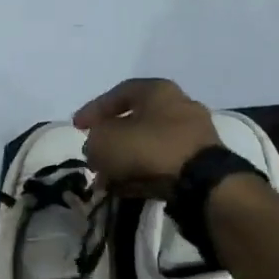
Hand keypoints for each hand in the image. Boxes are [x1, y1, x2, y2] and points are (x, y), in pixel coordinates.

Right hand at [74, 78, 217, 195]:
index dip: (94, 110)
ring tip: (106, 179)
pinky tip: (126, 188)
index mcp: (158, 90)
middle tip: (93, 156)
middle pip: (134, 121)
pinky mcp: (199, 161)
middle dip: (110, 140)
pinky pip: (162, 163)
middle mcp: (179, 105)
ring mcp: (193, 134)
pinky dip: (142, 172)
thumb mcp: (106, 141)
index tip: (77, 128)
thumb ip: (94, 141)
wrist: (201, 182)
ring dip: (124, 160)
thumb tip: (96, 149)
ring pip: (147, 144)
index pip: (119, 93)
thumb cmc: (149, 148)